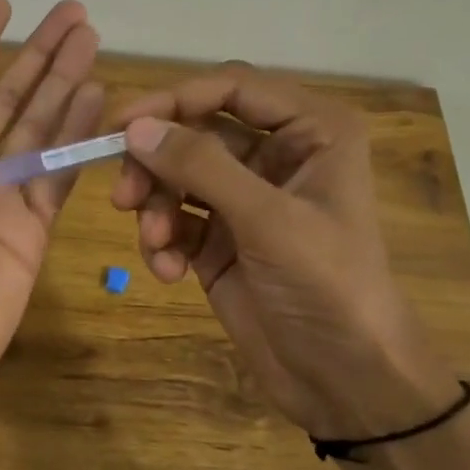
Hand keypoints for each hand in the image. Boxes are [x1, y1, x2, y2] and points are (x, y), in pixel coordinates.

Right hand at [111, 67, 451, 439]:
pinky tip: (169, 272)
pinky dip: (163, 241)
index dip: (174, 99)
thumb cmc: (328, 286)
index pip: (230, 87)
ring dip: (156, 207)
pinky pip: (175, 219)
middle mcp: (276, 155)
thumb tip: (135, 127)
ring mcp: (244, 199)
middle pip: (193, 132)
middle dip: (157, 164)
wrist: (347, 381)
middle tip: (124, 195)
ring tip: (155, 244)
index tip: (122, 125)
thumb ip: (201, 166)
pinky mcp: (219, 239)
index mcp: (311, 131)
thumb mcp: (268, 220)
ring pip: (176, 176)